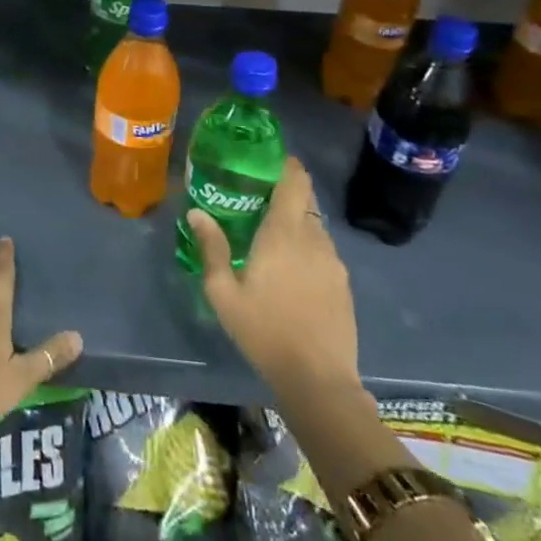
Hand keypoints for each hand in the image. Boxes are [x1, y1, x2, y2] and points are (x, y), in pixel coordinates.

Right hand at [186, 156, 359, 391]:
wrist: (319, 381)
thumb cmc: (265, 331)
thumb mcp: (224, 293)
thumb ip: (212, 247)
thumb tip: (196, 212)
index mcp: (284, 233)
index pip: (294, 181)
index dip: (286, 164)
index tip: (267, 159)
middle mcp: (314, 238)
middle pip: (305, 199)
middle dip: (285, 190)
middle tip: (257, 196)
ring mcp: (334, 262)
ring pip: (315, 225)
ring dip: (296, 221)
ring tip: (270, 234)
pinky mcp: (344, 284)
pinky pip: (324, 250)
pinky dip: (307, 246)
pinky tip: (291, 269)